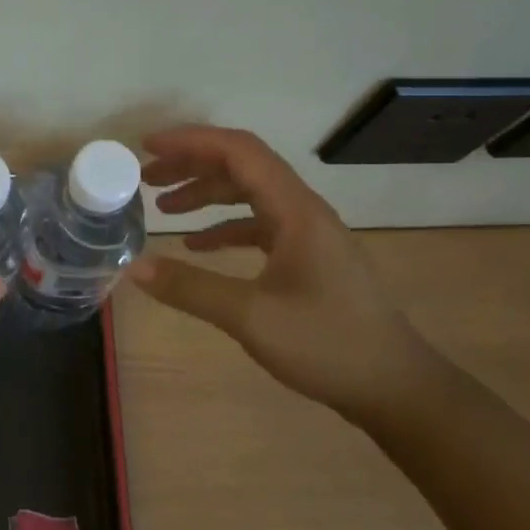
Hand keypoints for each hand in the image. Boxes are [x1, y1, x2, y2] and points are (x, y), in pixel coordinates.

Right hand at [129, 126, 450, 419]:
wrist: (396, 387)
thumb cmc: (328, 345)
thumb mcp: (251, 317)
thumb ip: (191, 288)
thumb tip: (133, 268)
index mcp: (296, 211)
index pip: (239, 152)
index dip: (191, 141)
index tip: (148, 148)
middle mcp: (304, 211)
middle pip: (243, 167)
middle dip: (192, 165)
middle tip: (146, 177)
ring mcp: (308, 235)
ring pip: (250, 195)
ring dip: (206, 194)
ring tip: (163, 207)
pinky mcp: (308, 259)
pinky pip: (258, 226)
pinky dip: (224, 227)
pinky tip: (196, 246)